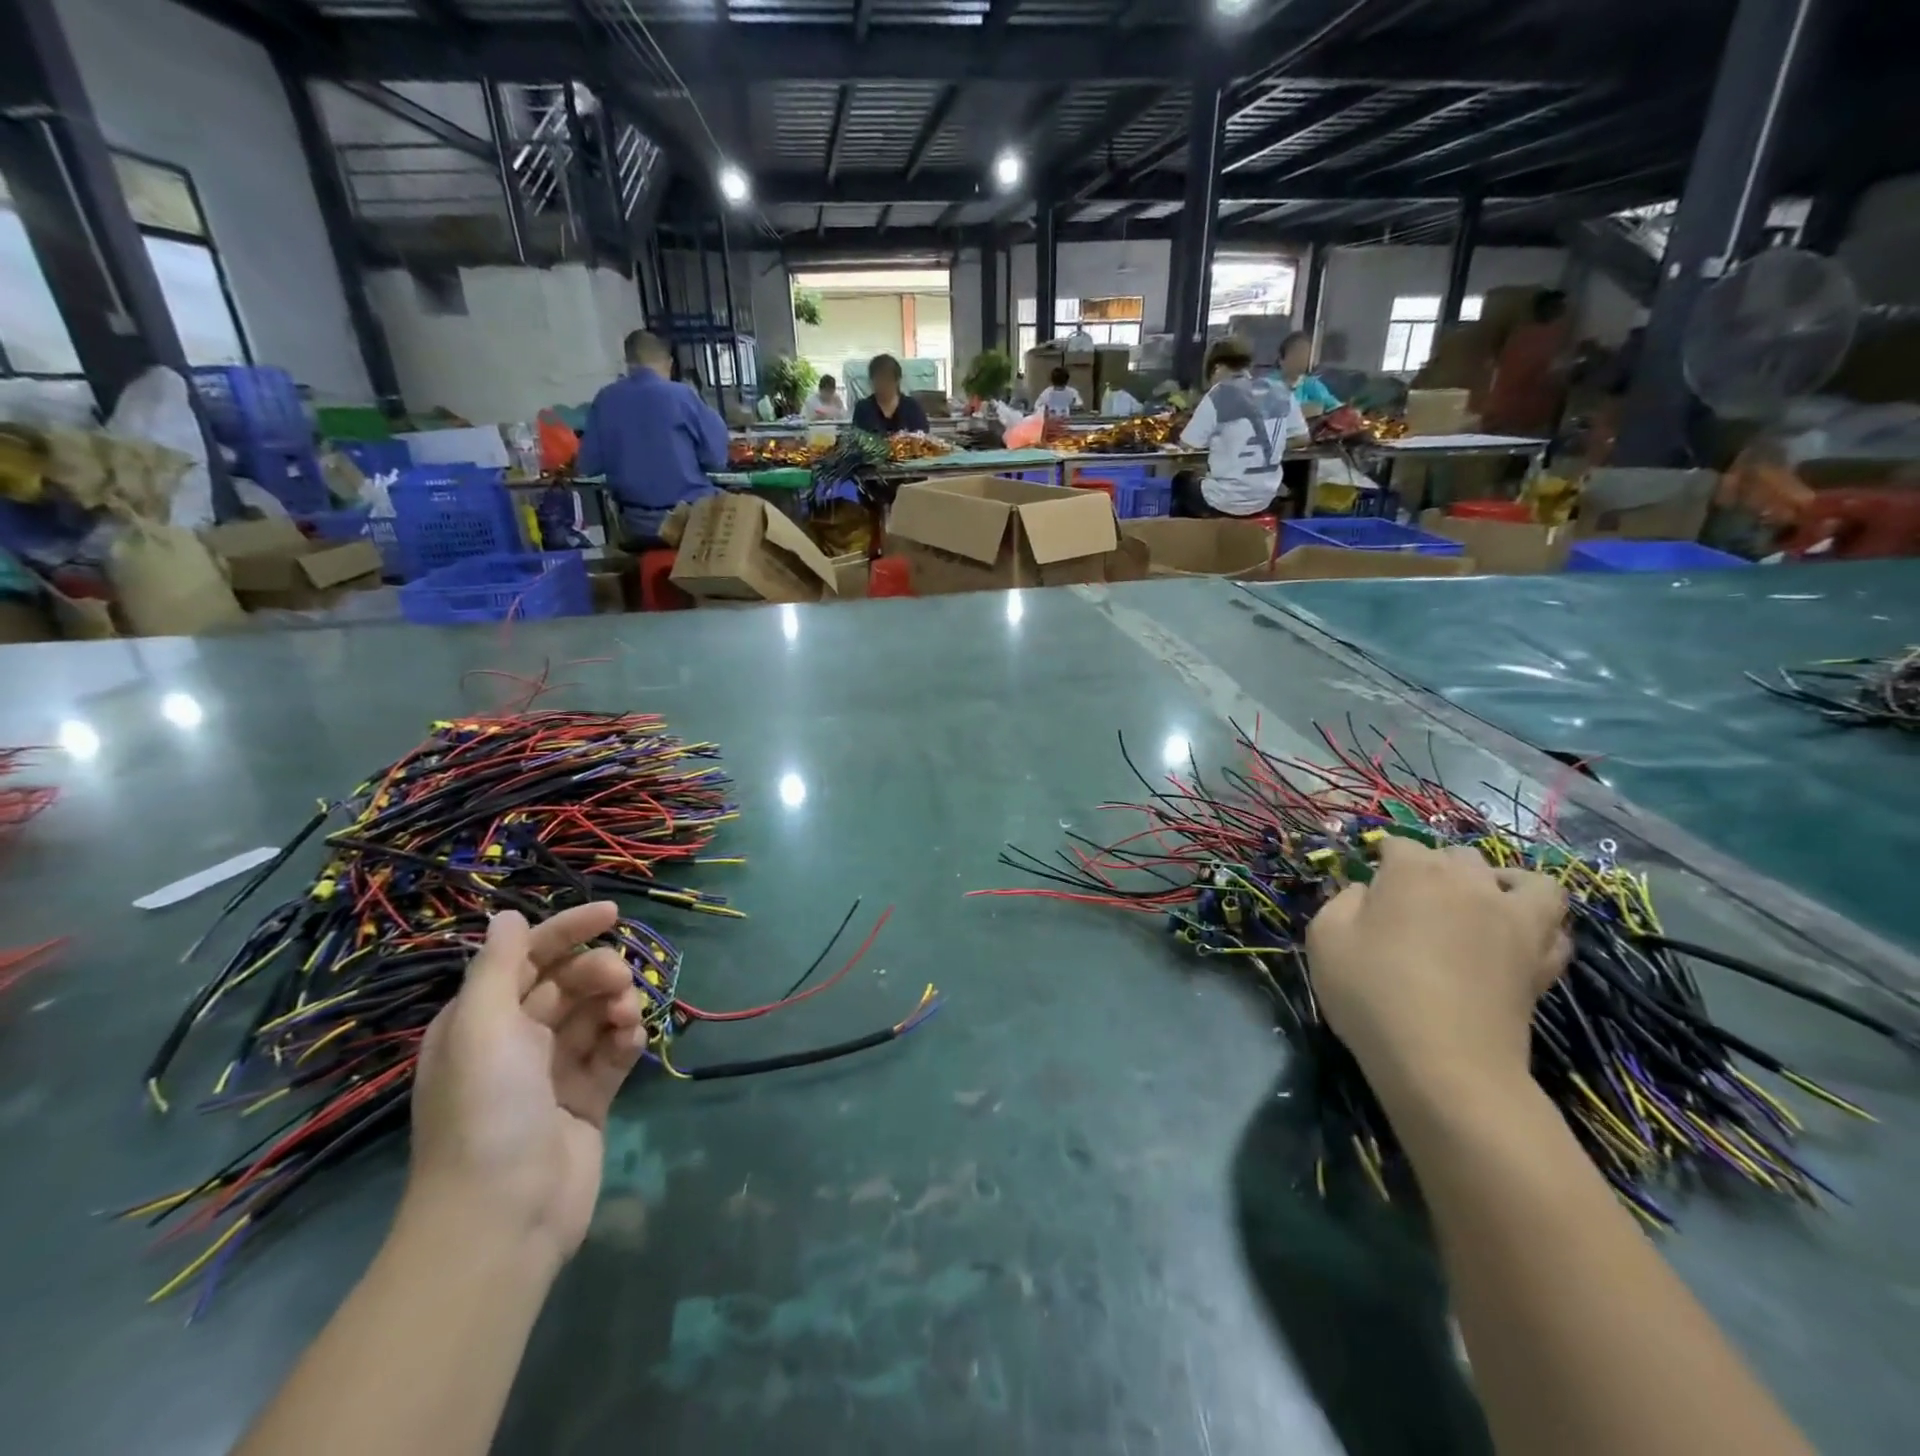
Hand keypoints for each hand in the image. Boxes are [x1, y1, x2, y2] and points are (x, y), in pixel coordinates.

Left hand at [407, 903, 645, 1266]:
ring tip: (628, 1015)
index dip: (568, 930)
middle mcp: (517, 1041)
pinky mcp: (588, 1099)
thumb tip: (507, 917)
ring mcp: (554, 1072)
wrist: (503, 1214)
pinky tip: (632, 1039)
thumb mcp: (481, 1026)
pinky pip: (613, 1052)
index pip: (529, 958)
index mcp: (482, 1021)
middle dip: (598, 971)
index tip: (613, 913)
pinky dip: (625, 1038)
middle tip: (619, 979)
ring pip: (595, 1014)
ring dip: (617, 1003)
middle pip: (568, 983)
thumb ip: (499, 967)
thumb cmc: (486, 1109)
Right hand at [1306, 837, 1569, 1099]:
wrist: (1443, 1063)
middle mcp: (1468, 883)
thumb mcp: (1325, 938)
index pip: (1399, 845)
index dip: (1381, 859)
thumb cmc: (1372, 993)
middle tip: (1413, 901)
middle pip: (1458, 855)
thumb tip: (1367, 894)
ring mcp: (1513, 920)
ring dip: (1503, 883)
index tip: (1368, 883)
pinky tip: (1515, 938)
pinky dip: (1539, 924)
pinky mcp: (1542, 961)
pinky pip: (1555, 927)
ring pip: (1525, 880)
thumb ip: (1343, 901)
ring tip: (1482, 904)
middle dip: (1436, 867)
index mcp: (1413, 872)